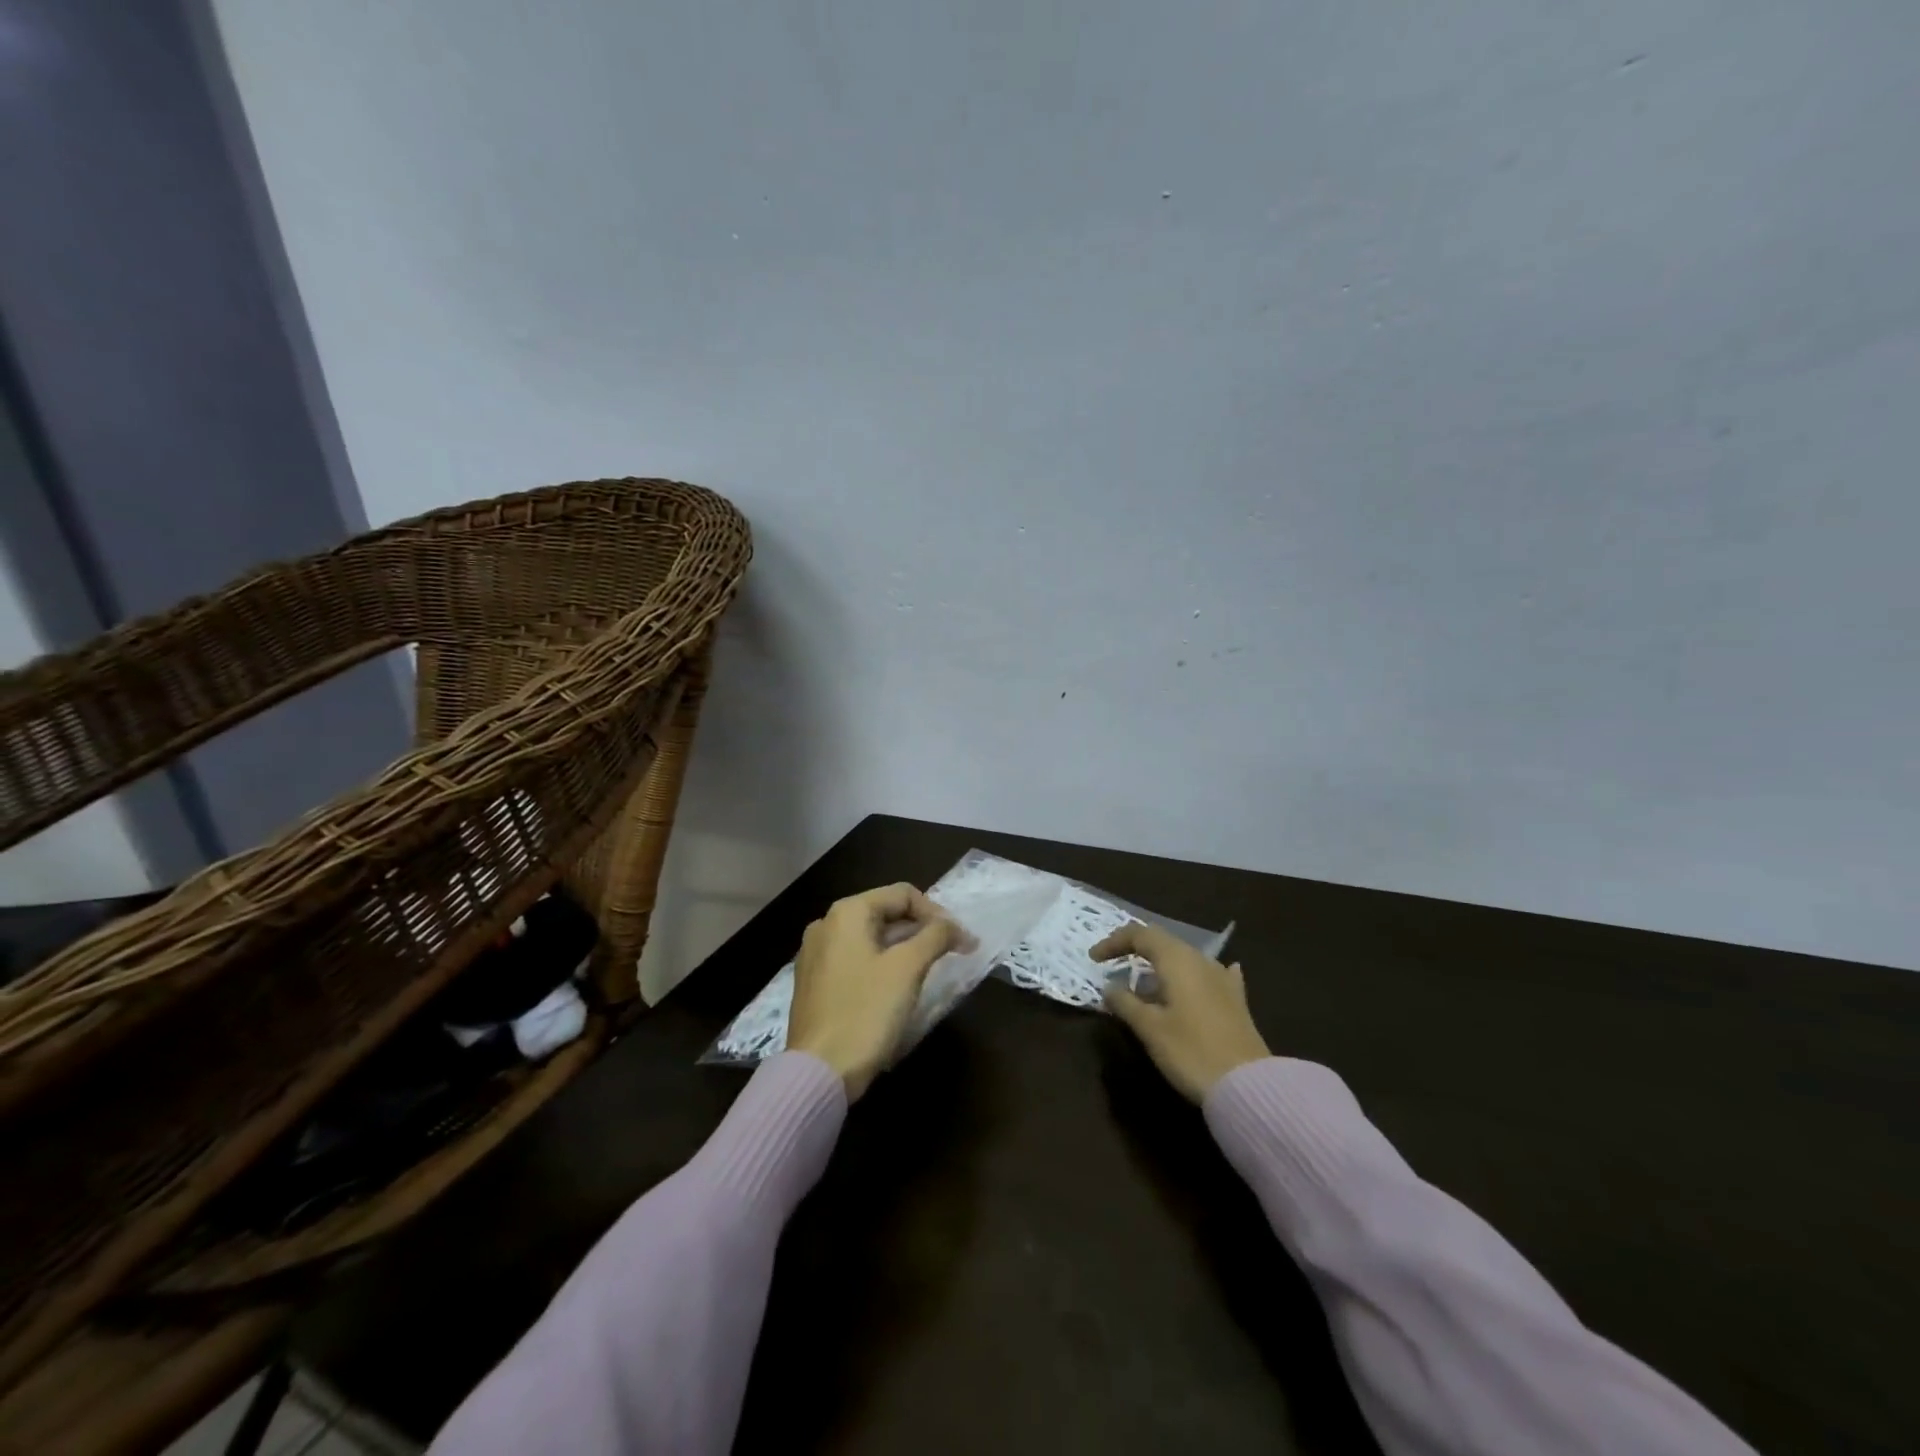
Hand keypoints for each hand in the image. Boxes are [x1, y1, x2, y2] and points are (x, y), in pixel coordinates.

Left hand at [788, 883, 972, 1100]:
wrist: (819, 1072)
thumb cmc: (866, 1011)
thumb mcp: (908, 968)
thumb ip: (936, 937)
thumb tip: (955, 928)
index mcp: (846, 913)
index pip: (902, 894)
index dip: (937, 913)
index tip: (960, 940)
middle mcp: (826, 925)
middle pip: (885, 913)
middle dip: (921, 930)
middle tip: (950, 953)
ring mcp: (815, 955)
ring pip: (870, 938)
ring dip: (903, 948)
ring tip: (929, 970)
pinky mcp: (814, 983)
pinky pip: (855, 960)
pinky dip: (881, 965)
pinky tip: (897, 989)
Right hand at [1093, 923, 1270, 1102]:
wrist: (1248, 1085)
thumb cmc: (1191, 1051)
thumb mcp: (1149, 1028)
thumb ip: (1125, 1003)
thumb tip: (1109, 987)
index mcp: (1177, 960)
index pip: (1139, 935)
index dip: (1113, 943)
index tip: (1094, 960)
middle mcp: (1200, 960)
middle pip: (1163, 942)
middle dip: (1135, 950)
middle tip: (1113, 966)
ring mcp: (1222, 979)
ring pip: (1184, 959)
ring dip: (1160, 966)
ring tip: (1143, 984)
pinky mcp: (1235, 1001)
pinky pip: (1208, 976)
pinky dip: (1191, 977)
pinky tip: (1195, 982)